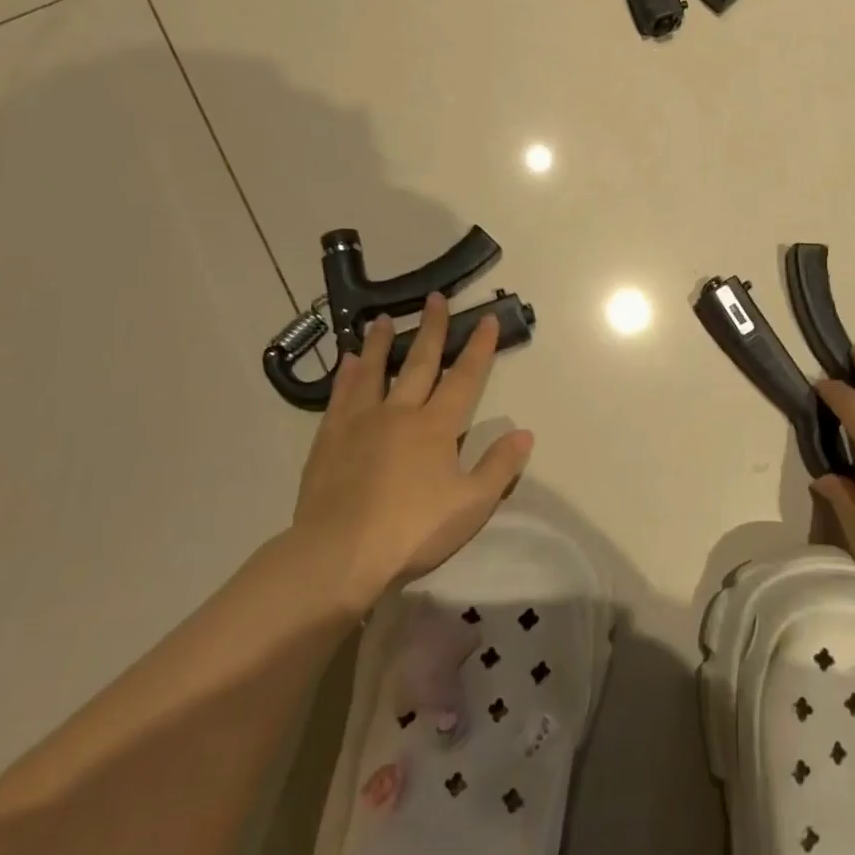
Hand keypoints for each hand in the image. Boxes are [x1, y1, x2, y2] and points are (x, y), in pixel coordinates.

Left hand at [291, 293, 532, 604]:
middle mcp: (400, 413)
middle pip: (419, 362)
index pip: (465, 378)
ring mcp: (360, 423)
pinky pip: (340, 396)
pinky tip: (346, 361)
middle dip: (431, 329)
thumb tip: (524, 432)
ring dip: (380, 343)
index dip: (478, 347)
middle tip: (434, 298)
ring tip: (382, 319)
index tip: (486, 318)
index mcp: (437, 427)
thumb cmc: (413, 530)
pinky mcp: (329, 439)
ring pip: (374, 371)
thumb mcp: (471, 505)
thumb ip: (499, 467)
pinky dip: (346, 375)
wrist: (339, 555)